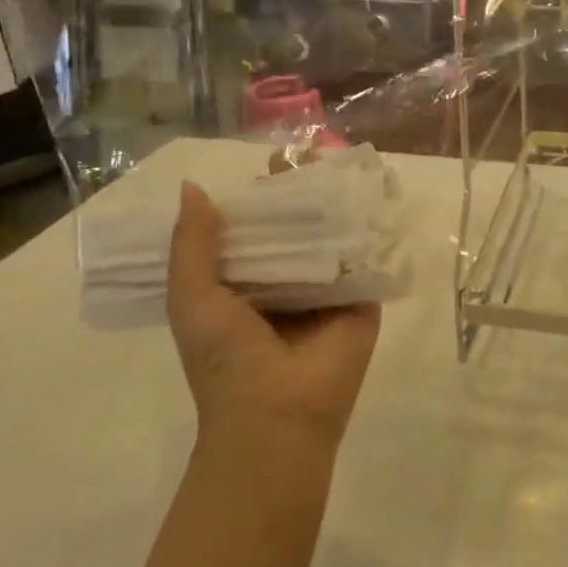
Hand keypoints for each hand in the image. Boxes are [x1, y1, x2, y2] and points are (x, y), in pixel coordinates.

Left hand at [167, 183, 379, 452]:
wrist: (277, 416)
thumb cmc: (225, 358)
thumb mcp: (191, 297)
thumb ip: (192, 243)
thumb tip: (193, 186)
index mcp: (246, 282)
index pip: (257, 228)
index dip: (262, 195)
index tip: (273, 160)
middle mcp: (288, 280)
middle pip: (297, 225)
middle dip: (303, 191)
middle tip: (312, 150)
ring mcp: (327, 289)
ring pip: (333, 235)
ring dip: (338, 202)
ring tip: (345, 159)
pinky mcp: (361, 297)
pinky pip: (364, 255)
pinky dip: (368, 227)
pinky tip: (375, 191)